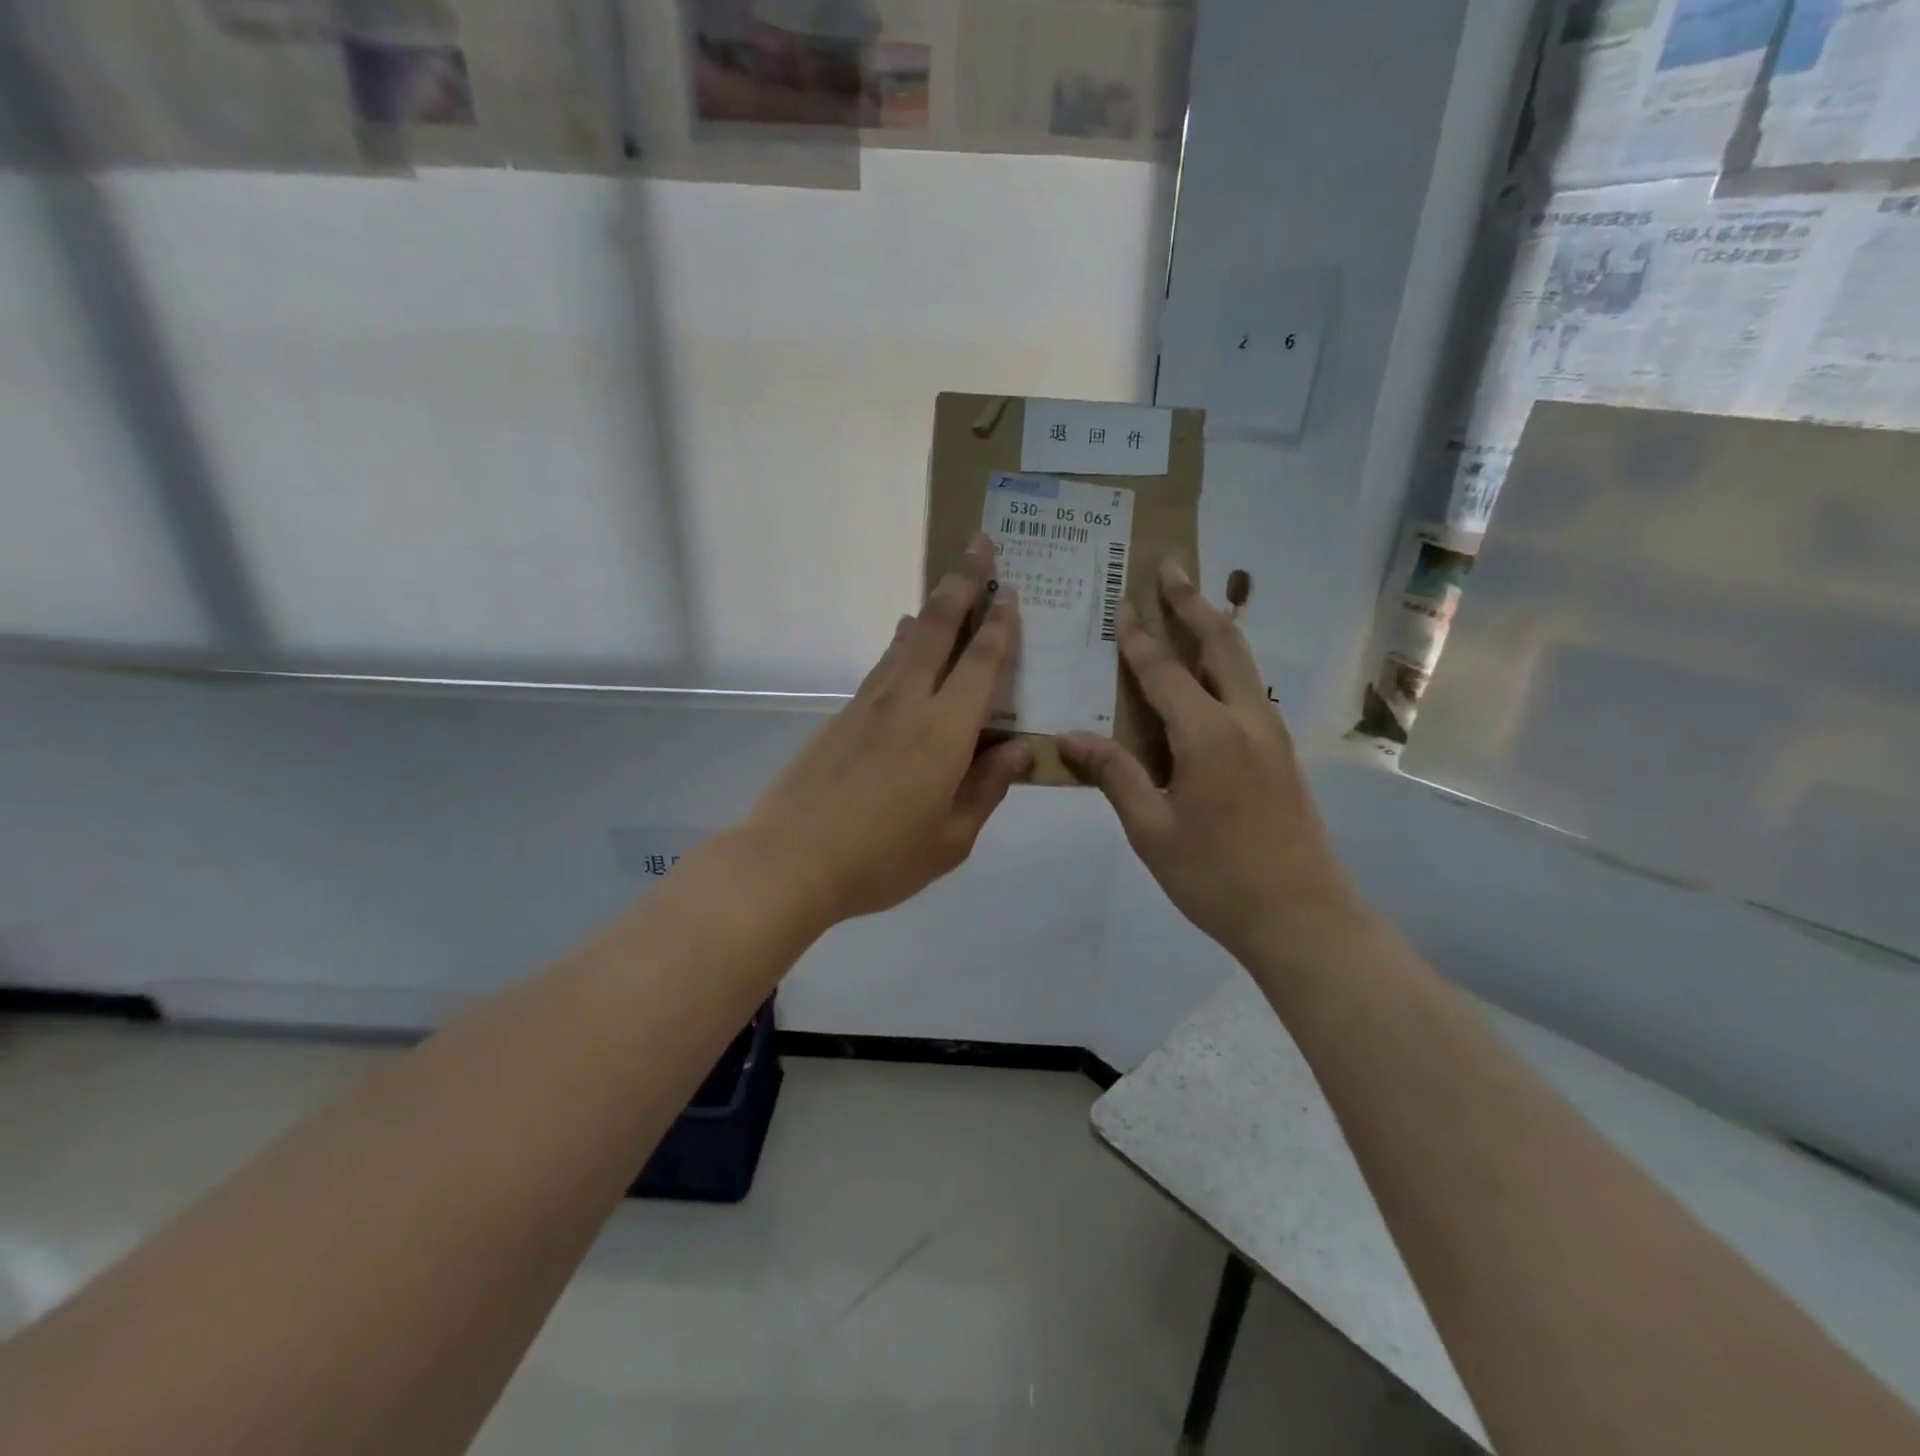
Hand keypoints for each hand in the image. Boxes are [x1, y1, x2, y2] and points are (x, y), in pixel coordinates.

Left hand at [741, 534, 1030, 929]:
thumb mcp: (951, 839)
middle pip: (939, 627)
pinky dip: (902, 643)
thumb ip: (987, 789)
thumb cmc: (881, 859)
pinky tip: (905, 640)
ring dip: (932, 606)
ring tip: (949, 584)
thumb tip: (1019, 751)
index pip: (981, 664)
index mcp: (944, 732)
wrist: (790, 859)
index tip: (1011, 591)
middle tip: (980, 542)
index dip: (1000, 625)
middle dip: (963, 581)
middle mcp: (908, 702)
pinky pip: (883, 665)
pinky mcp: (842, 715)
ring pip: (907, 640)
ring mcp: (869, 704)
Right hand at [1057, 561, 1369, 966]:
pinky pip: (1249, 689)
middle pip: (1220, 643)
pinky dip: (1227, 662)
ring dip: (1214, 626)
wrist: (1302, 917)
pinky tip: (1210, 671)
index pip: (1164, 672)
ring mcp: (1272, 734)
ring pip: (1242, 662)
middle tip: (1170, 565)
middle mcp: (1246, 719)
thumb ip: (1115, 775)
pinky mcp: (1281, 752)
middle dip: (1192, 601)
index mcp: (1209, 735)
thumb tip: (1069, 737)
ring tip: (1191, 601)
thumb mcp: (1152, 830)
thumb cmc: (1216, 877)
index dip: (1138, 639)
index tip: (1121, 603)